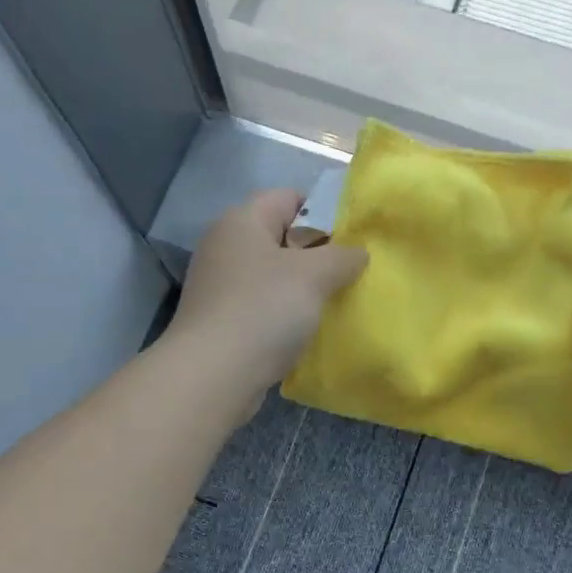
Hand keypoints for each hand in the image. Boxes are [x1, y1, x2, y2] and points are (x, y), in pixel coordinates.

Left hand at [170, 189, 367, 410]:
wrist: (214, 375)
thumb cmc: (264, 310)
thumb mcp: (315, 275)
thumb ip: (343, 256)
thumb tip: (357, 253)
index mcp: (242, 220)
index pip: (289, 197)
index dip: (324, 210)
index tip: (354, 236)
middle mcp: (226, 245)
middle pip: (282, 237)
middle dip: (319, 253)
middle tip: (352, 271)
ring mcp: (220, 285)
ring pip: (274, 275)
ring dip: (305, 287)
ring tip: (337, 301)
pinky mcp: (221, 319)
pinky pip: (264, 305)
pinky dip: (286, 313)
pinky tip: (309, 329)